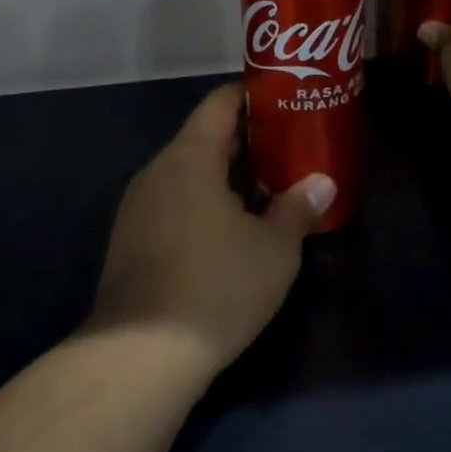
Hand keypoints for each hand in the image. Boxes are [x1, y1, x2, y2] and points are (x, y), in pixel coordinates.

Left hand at [89, 83, 333, 376]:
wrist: (140, 355)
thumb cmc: (217, 286)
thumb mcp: (274, 249)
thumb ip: (297, 208)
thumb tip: (321, 184)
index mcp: (189, 157)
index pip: (219, 104)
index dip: (252, 97)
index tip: (283, 102)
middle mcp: (157, 171)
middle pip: (203, 138)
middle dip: (246, 143)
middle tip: (287, 151)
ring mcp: (137, 206)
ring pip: (187, 174)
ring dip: (224, 177)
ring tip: (265, 192)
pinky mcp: (129, 240)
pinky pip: (171, 203)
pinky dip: (201, 204)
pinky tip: (227, 233)